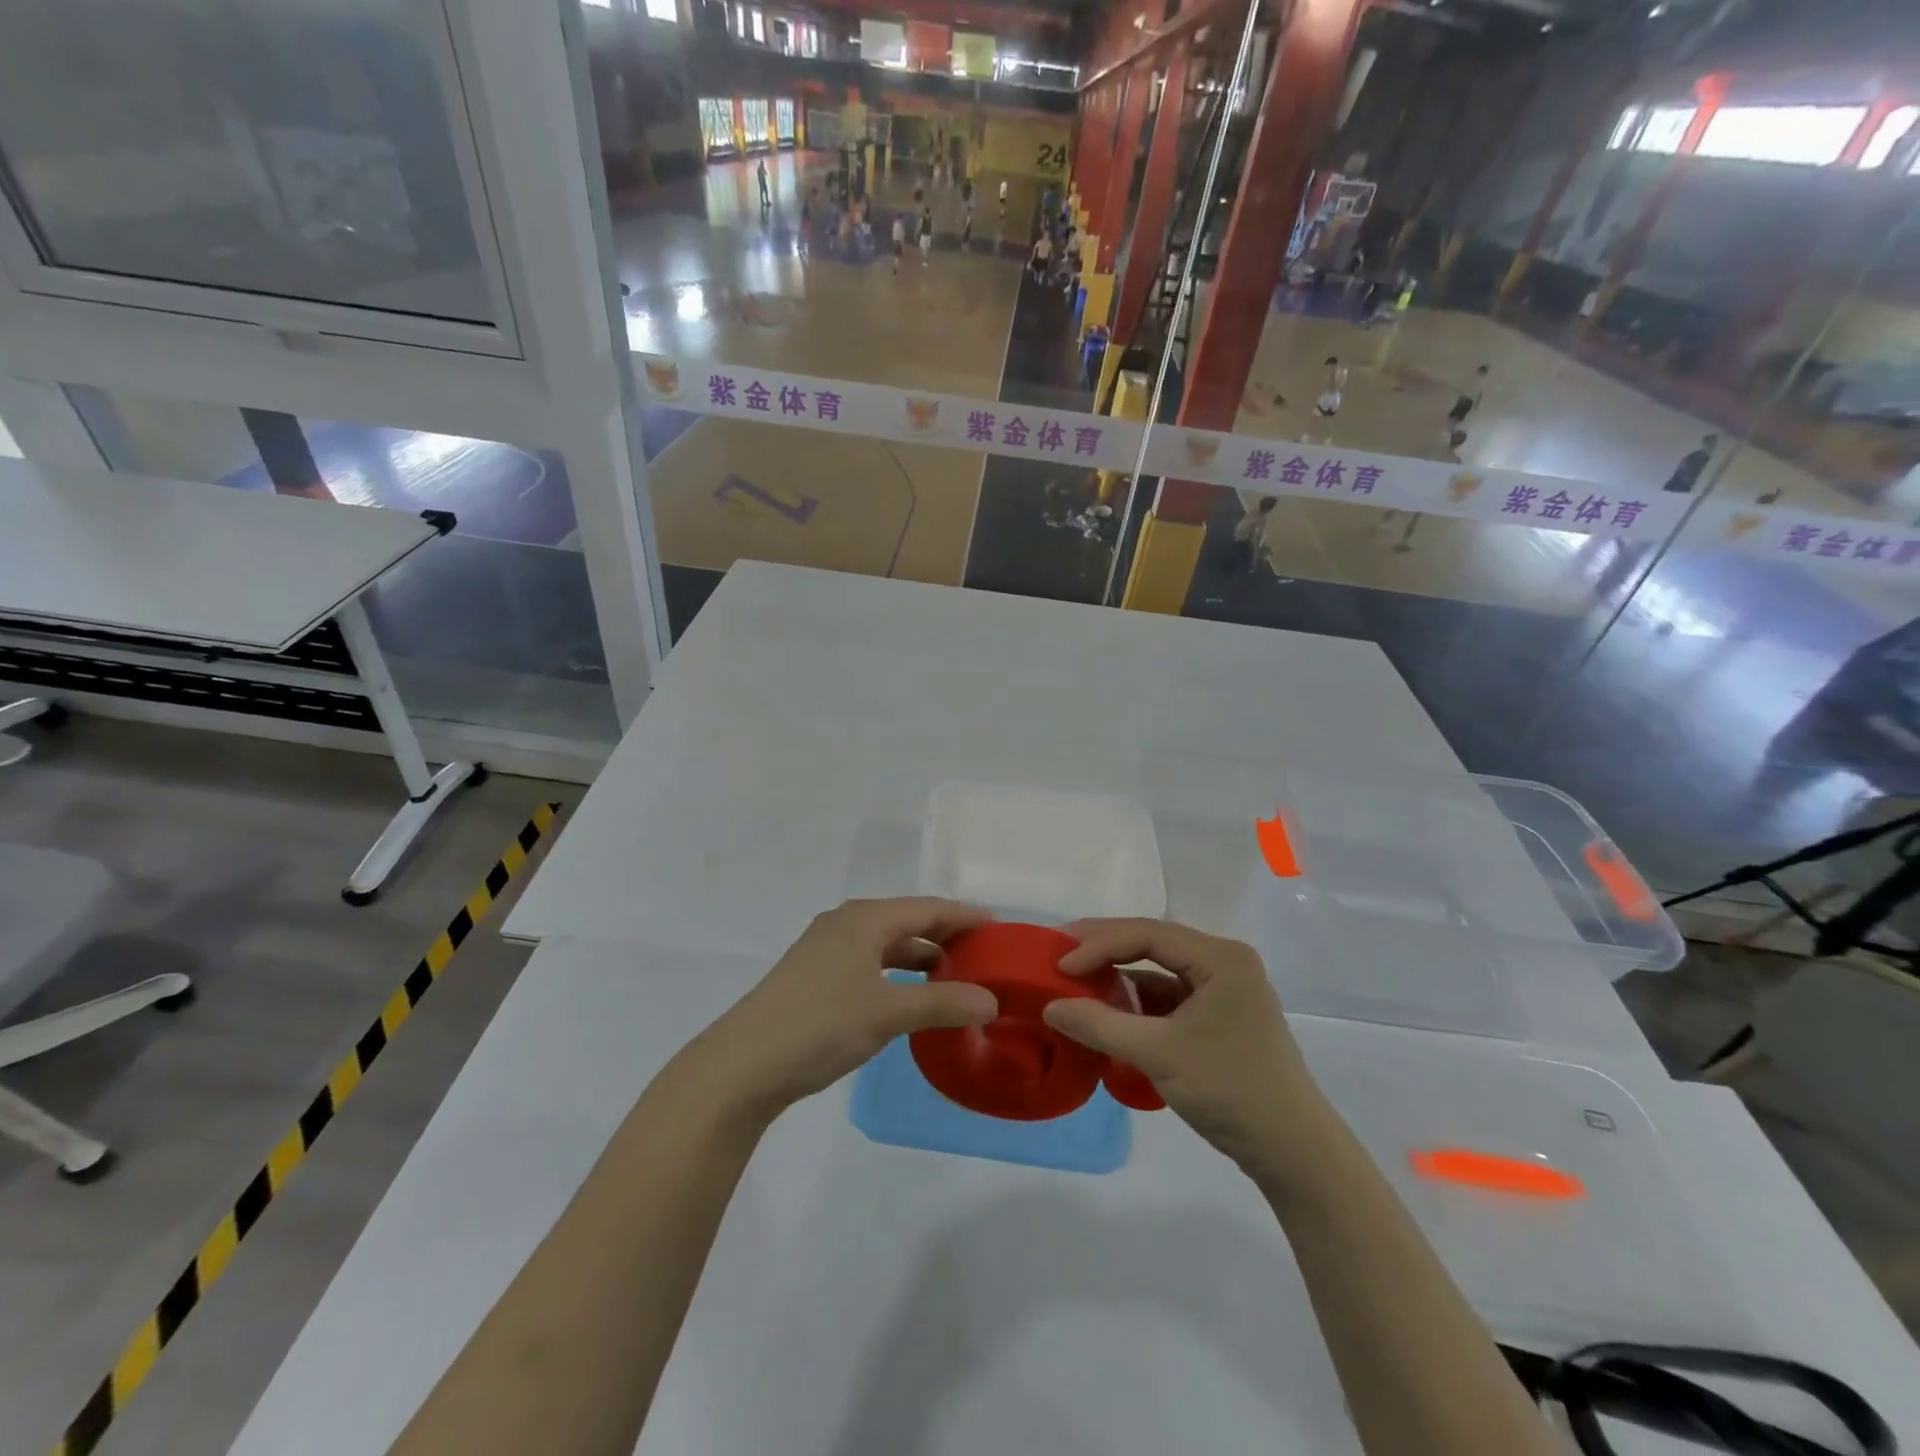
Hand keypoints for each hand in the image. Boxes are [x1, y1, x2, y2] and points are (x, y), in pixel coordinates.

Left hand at [682, 898, 998, 1123]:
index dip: (964, 916)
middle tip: (983, 955)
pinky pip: (869, 963)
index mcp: (865, 919)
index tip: (998, 927)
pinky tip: (909, 996)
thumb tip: (992, 1001)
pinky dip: (896, 974)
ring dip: (920, 957)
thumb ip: (942, 1003)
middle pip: (907, 921)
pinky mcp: (814, 976)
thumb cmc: (820, 1026)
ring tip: (955, 976)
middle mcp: (846, 924)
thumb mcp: (888, 1013)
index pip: (928, 908)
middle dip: (945, 935)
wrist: (743, 1065)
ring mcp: (826, 949)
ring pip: (886, 944)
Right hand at [1042, 919, 1323, 1172]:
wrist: (1293, 1152)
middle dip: (1105, 950)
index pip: (1147, 934)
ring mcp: (1223, 990)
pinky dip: (1136, 1003)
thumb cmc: (1231, 1090)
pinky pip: (1168, 997)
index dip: (1098, 945)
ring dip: (1119, 976)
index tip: (1059, 964)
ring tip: (1075, 982)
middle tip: (1059, 955)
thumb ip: (1100, 1026)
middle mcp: (1224, 963)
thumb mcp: (1158, 1055)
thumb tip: (1049, 1007)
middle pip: (1152, 944)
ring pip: (1158, 970)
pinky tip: (1107, 1013)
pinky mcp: (1218, 1017)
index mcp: (1220, 957)